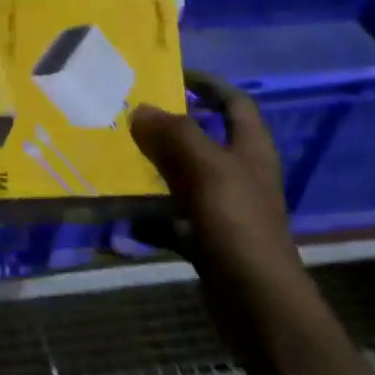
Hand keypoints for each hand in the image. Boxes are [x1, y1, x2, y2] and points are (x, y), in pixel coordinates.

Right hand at [129, 71, 301, 287]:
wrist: (256, 300)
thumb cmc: (237, 223)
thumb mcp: (206, 169)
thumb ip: (174, 135)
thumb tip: (141, 108)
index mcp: (250, 150)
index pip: (234, 103)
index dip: (208, 84)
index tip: (172, 74)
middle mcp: (240, 175)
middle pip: (204, 141)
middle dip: (169, 129)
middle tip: (129, 117)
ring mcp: (224, 210)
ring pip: (184, 181)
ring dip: (154, 172)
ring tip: (117, 161)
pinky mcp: (208, 241)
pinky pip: (173, 222)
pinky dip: (150, 221)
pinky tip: (123, 221)